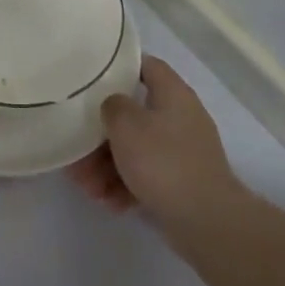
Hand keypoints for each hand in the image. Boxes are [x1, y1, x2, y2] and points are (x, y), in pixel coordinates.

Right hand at [70, 56, 239, 228]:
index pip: (146, 65)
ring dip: (107, 166)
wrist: (206, 220)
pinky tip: (110, 202)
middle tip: (78, 152)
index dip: (119, 67)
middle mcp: (181, 117)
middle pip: (133, 115)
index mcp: (173, 94)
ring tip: (88, 188)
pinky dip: (126, 185)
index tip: (91, 79)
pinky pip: (146, 175)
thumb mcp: (126, 124)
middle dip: (101, 135)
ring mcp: (183, 152)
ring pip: (136, 149)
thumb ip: (112, 105)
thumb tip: (114, 105)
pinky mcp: (182, 182)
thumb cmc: (162, 161)